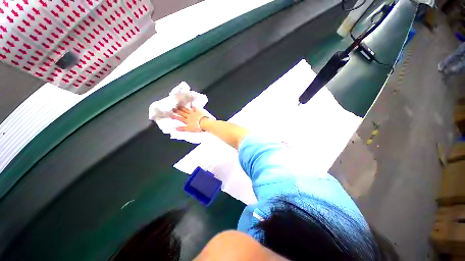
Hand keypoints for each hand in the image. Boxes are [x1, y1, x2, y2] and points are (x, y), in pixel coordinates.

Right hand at [171, 106, 208, 131]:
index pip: (180, 118)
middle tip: (173, 108)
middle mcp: (189, 116)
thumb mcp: (189, 129)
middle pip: (182, 113)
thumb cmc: (198, 127)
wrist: (205, 123)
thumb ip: (182, 128)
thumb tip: (175, 128)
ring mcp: (194, 113)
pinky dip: (193, 107)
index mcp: (187, 121)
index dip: (175, 117)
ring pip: (187, 110)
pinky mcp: (198, 111)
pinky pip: (195, 108)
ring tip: (179, 106)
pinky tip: (191, 106)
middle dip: (177, 111)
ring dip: (183, 108)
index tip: (171, 115)